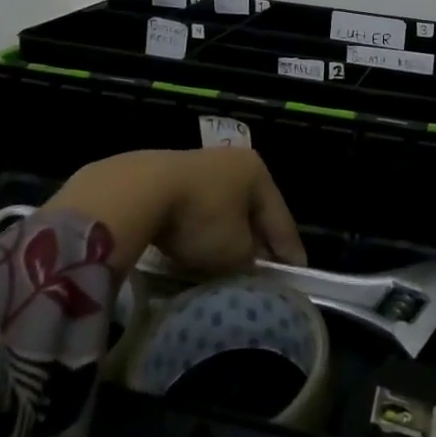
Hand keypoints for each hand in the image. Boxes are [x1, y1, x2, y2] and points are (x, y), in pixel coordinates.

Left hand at [46, 148, 306, 276]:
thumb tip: (247, 263)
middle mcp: (234, 162)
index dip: (289, 250)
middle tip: (265, 272)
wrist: (137, 191)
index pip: (281, 218)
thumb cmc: (200, 217)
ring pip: (224, 210)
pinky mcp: (169, 176)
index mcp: (258, 173)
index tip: (298, 274)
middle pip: (253, 211)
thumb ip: (249, 260)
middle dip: (257, 241)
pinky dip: (201, 230)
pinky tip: (195, 249)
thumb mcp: (234, 250)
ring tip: (228, 265)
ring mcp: (200, 165)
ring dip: (227, 236)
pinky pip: (196, 210)